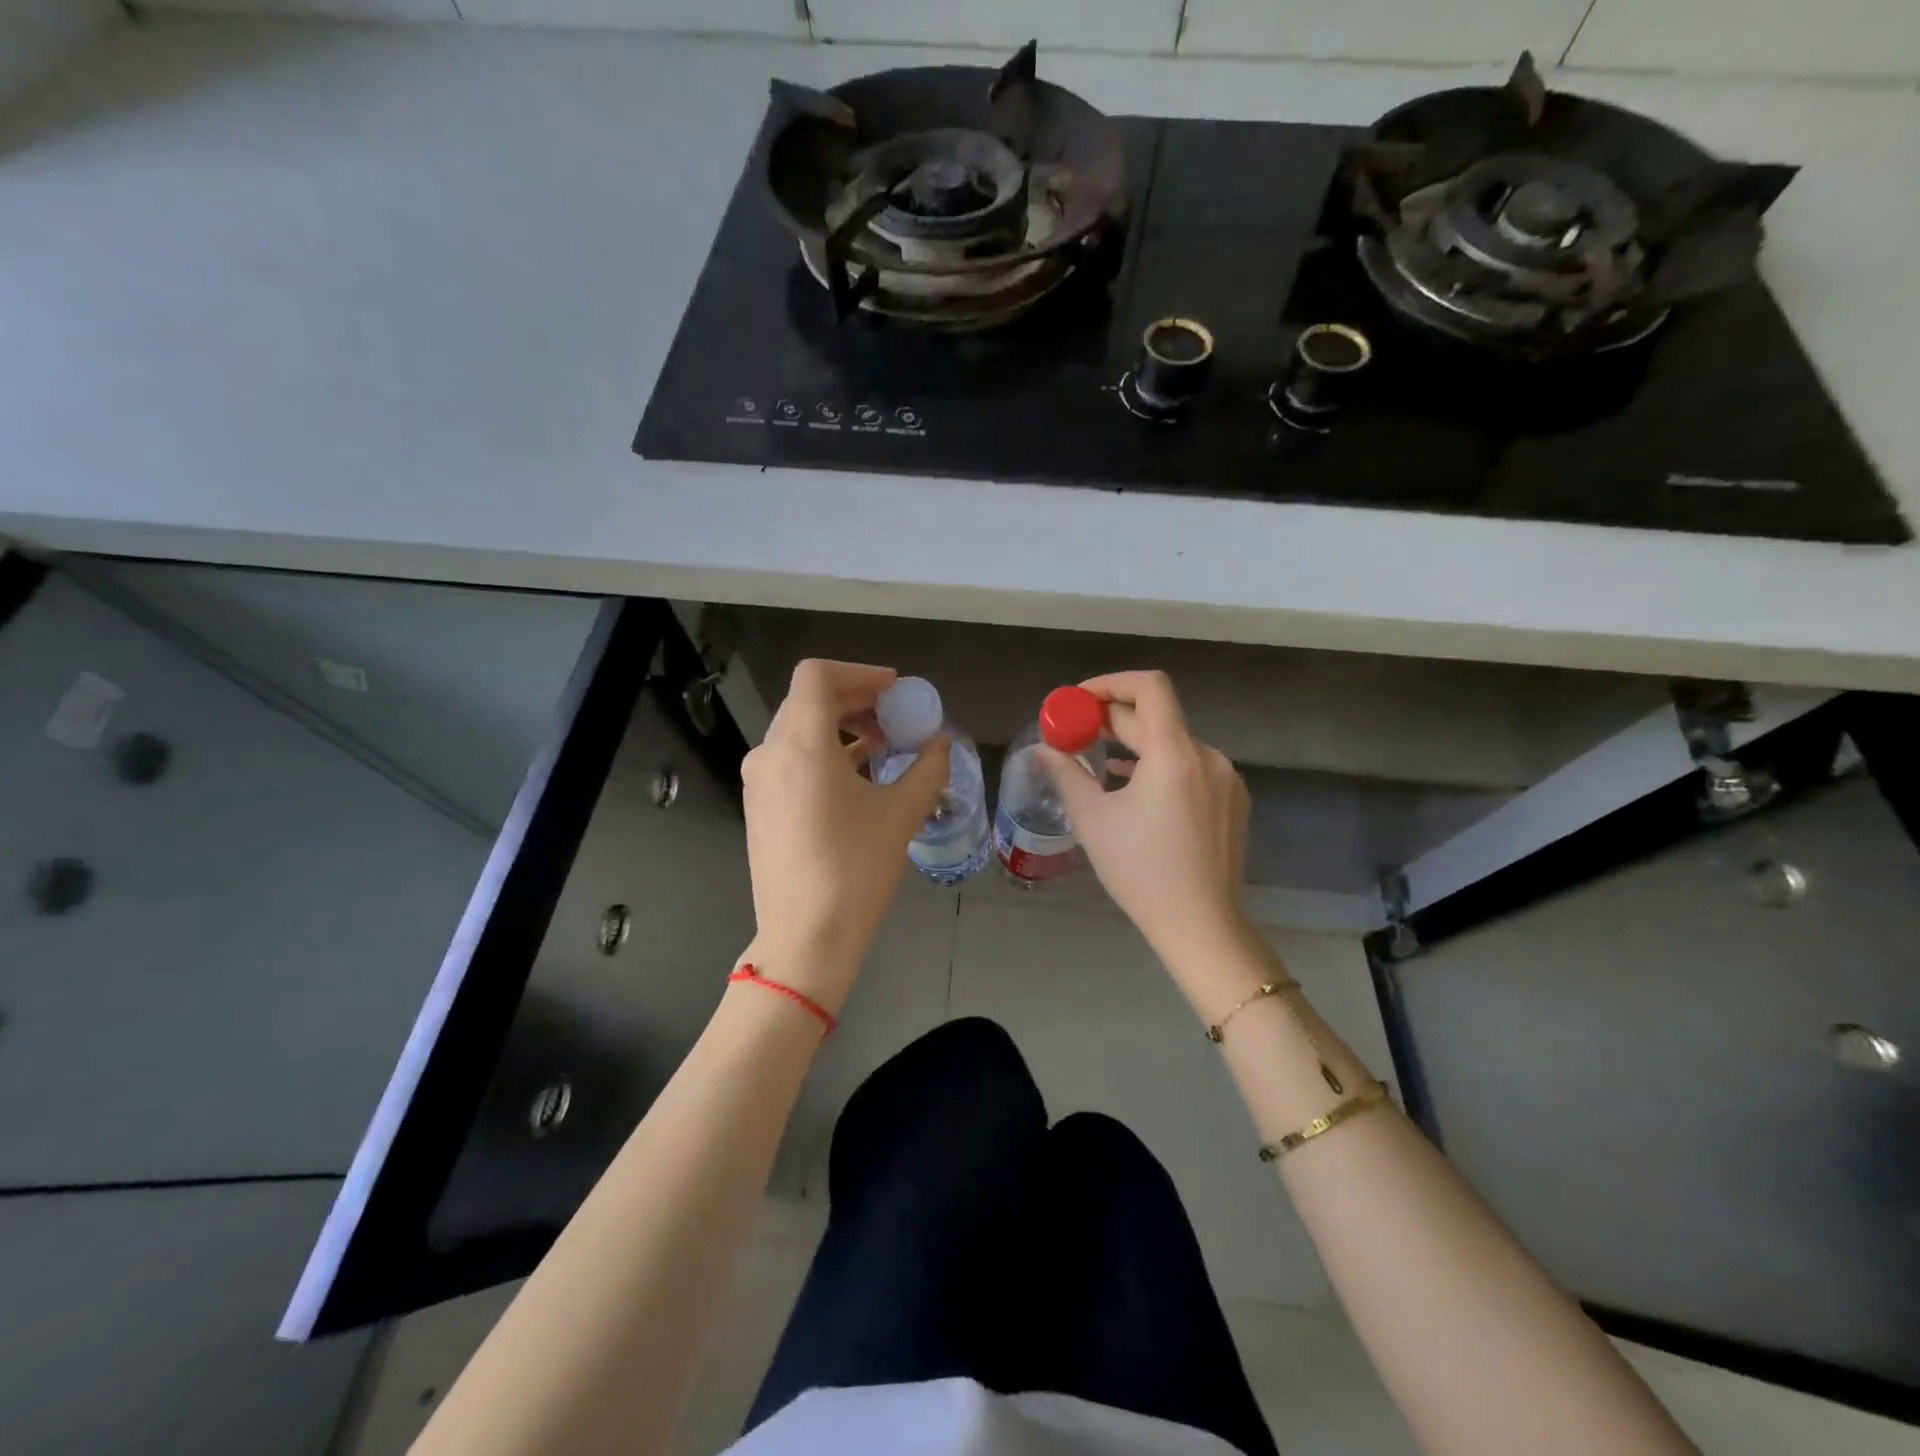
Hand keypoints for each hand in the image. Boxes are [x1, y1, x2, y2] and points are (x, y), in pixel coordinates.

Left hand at [739, 659, 950, 1012]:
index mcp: (801, 745)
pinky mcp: (759, 805)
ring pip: (798, 729)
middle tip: (895, 715)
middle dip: (856, 699)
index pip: (817, 676)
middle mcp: (770, 754)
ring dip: (841, 726)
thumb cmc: (856, 871)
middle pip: (809, 700)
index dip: (859, 673)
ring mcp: (758, 781)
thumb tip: (941, 744)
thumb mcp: (901, 814)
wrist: (805, 938)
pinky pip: (790, 758)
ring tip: (882, 745)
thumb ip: (927, 768)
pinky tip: (856, 776)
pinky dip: (823, 752)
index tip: (894, 691)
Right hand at [1038, 670, 1253, 988]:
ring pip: (1175, 743)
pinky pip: (1192, 767)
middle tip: (1077, 732)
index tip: (1079, 700)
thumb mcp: (1093, 821)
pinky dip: (1160, 765)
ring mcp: (1226, 779)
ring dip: (1137, 744)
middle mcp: (1208, 756)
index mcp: (1175, 754)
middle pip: (1158, 717)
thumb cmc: (1141, 871)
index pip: (1149, 687)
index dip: (1111, 683)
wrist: (1201, 926)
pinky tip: (1135, 788)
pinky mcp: (1233, 801)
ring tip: (1101, 762)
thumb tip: (1043, 750)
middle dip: (1114, 719)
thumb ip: (1066, 774)